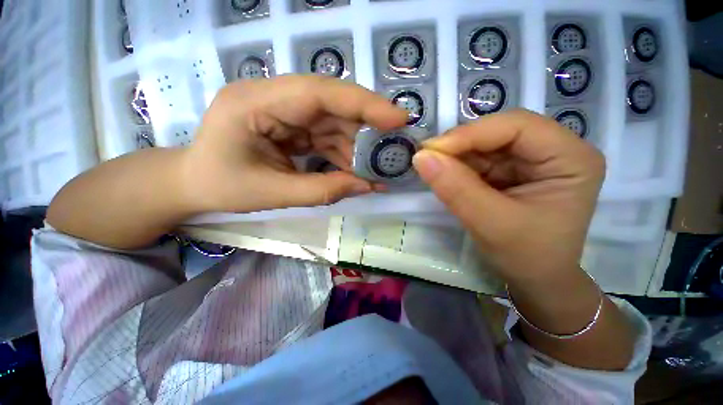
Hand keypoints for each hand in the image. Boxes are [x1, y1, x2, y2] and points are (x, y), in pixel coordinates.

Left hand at [182, 75, 406, 212]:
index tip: (398, 118)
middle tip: (393, 146)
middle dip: (366, 126)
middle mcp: (274, 97)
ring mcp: (284, 110)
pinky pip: (326, 134)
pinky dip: (343, 152)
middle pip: (332, 104)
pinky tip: (354, 170)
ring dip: (356, 146)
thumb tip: (367, 186)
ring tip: (374, 169)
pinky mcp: (291, 124)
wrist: (195, 182)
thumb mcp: (273, 194)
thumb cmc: (223, 186)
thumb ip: (323, 191)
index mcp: (256, 103)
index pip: (319, 92)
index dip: (364, 103)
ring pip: (334, 121)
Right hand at [412, 109, 605, 282]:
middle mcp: (554, 150)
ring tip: (433, 168)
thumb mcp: (491, 224)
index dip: (470, 133)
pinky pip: (479, 159)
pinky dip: (457, 166)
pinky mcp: (511, 171)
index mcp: (570, 158)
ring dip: (455, 155)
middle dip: (460, 144)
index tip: (430, 150)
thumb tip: (420, 157)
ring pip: (485, 144)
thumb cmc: (526, 256)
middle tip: (427, 158)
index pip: (517, 126)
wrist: (534, 279)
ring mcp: (531, 160)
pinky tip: (445, 175)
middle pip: (499, 131)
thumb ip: (456, 189)